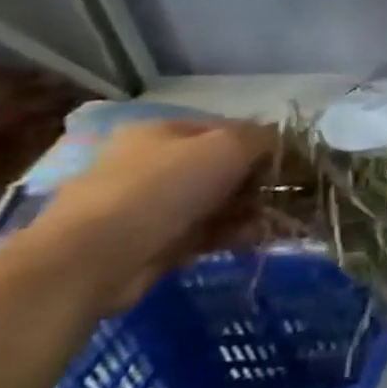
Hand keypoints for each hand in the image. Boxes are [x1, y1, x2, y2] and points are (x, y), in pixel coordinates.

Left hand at [15, 120, 276, 317]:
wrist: (93, 258)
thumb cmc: (163, 188)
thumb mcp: (227, 147)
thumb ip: (262, 138)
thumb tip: (282, 141)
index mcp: (162, 131)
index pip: (229, 129)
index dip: (264, 144)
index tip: (293, 164)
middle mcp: (153, 163)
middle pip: (223, 167)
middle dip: (258, 182)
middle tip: (287, 196)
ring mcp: (149, 204)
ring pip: (216, 202)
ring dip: (249, 211)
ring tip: (273, 222)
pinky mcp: (152, 241)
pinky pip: (204, 232)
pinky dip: (230, 234)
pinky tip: (252, 239)